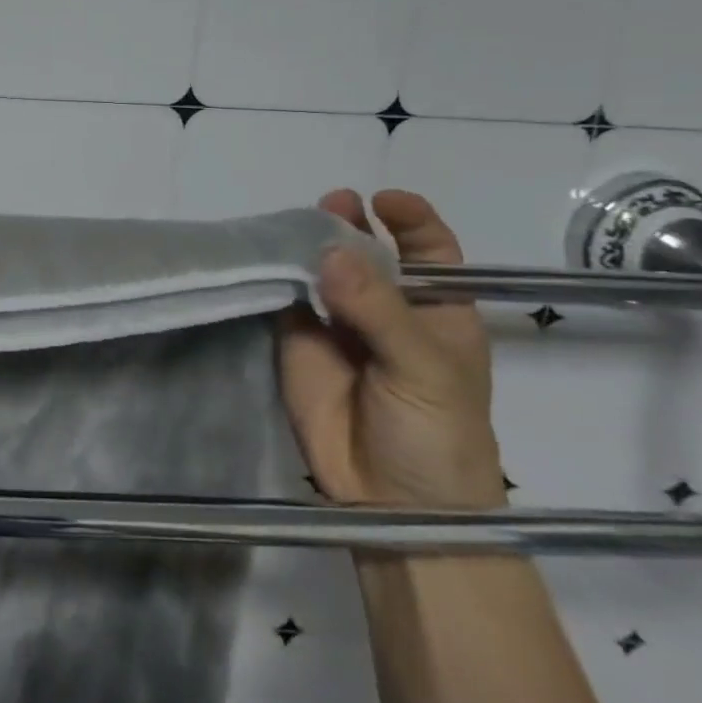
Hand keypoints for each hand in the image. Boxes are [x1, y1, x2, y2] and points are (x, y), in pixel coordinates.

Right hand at [278, 189, 502, 509]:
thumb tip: (329, 251)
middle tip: (329, 204)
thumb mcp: (424, 368)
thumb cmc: (437, 433)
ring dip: (308, 246)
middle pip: (368, 252)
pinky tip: (264, 256)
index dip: (411, 220)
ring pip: (321, 271)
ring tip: (290, 225)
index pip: (429, 251)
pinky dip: (274, 276)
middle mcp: (385, 309)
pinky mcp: (297, 341)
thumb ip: (378, 310)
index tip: (383, 200)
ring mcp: (337, 324)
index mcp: (437, 311)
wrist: (394, 502)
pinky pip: (285, 300)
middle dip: (351, 224)